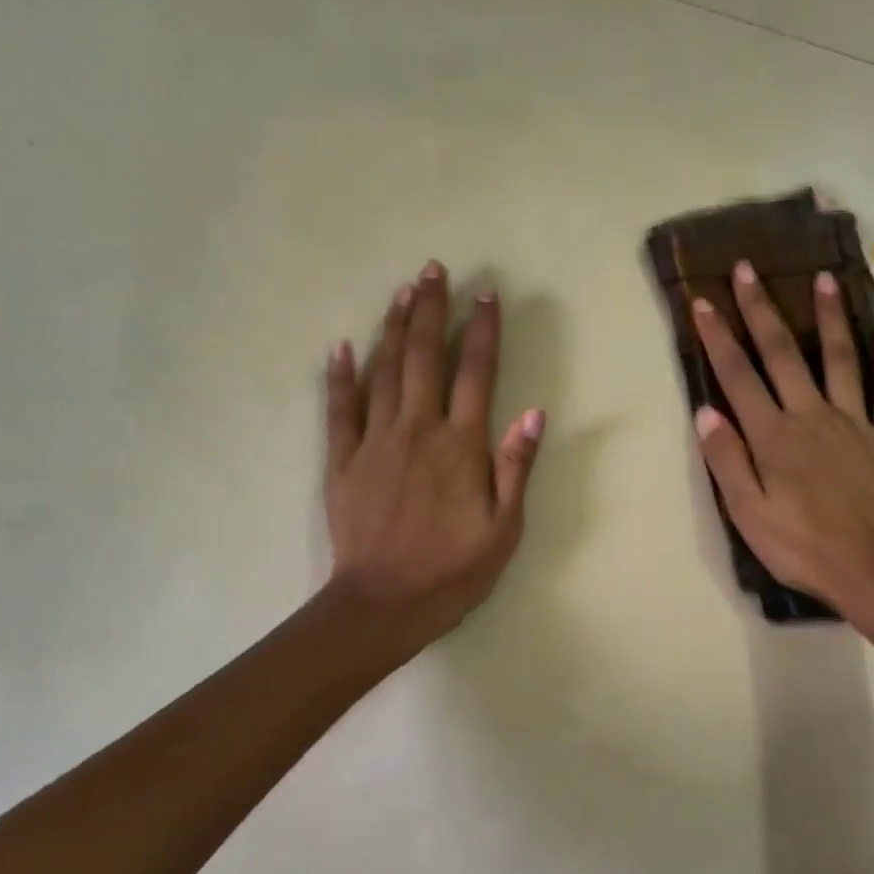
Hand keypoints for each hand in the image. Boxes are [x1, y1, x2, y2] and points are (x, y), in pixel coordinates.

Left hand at [325, 260, 544, 648]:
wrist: (384, 603)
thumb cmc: (453, 571)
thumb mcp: (504, 529)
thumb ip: (516, 468)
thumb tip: (533, 412)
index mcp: (461, 446)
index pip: (475, 374)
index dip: (482, 331)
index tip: (485, 294)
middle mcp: (417, 430)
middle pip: (424, 358)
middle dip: (431, 311)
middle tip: (433, 270)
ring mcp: (375, 442)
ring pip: (384, 372)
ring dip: (393, 329)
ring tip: (401, 292)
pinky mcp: (342, 461)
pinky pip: (340, 409)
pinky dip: (340, 376)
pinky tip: (341, 347)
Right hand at [691, 262, 873, 610]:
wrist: (870, 570)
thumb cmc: (799, 546)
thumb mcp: (746, 512)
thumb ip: (726, 459)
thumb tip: (705, 411)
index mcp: (774, 435)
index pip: (739, 377)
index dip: (718, 338)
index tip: (702, 302)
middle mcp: (812, 416)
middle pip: (783, 354)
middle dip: (761, 310)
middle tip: (748, 268)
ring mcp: (855, 423)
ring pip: (840, 359)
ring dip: (829, 318)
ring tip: (824, 278)